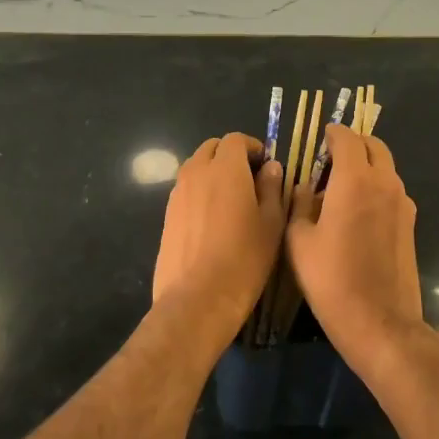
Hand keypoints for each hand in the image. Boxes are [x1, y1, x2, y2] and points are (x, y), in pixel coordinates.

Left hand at [152, 134, 284, 346]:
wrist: (198, 298)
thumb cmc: (244, 259)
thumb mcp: (271, 224)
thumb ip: (272, 188)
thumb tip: (270, 167)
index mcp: (225, 168)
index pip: (235, 139)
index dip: (253, 147)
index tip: (265, 165)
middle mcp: (197, 172)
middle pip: (212, 148)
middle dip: (230, 155)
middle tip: (249, 178)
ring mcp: (177, 193)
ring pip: (196, 167)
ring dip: (213, 171)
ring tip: (231, 199)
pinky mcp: (167, 214)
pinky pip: (185, 189)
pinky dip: (199, 191)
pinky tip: (212, 219)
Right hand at [286, 125, 424, 369]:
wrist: (380, 323)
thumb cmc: (332, 279)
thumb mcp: (299, 240)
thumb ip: (299, 204)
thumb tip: (304, 187)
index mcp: (355, 180)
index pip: (347, 138)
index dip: (332, 133)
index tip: (320, 136)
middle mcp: (385, 183)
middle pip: (374, 146)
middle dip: (353, 144)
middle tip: (329, 157)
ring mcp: (403, 204)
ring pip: (385, 168)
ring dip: (365, 166)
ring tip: (338, 186)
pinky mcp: (410, 224)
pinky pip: (391, 191)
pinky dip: (375, 187)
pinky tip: (355, 211)